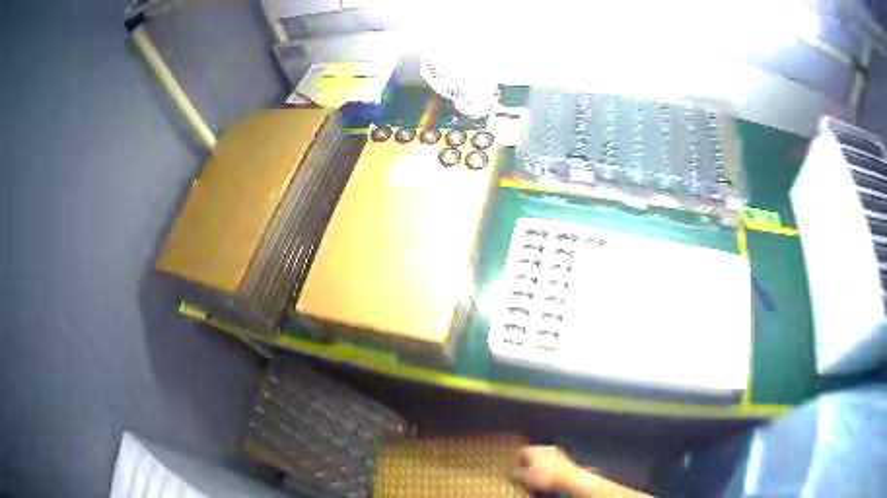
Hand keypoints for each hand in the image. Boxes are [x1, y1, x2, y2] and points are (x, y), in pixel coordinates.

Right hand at [514, 445, 579, 491]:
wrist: (568, 476)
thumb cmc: (544, 476)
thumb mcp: (526, 478)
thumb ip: (519, 473)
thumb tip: (516, 472)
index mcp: (533, 449)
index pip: (520, 452)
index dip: (517, 461)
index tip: (516, 470)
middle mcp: (544, 447)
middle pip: (532, 453)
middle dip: (529, 462)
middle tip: (526, 472)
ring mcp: (556, 450)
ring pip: (543, 456)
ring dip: (539, 464)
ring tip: (538, 474)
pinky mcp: (564, 456)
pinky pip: (552, 460)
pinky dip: (549, 465)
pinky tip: (548, 474)